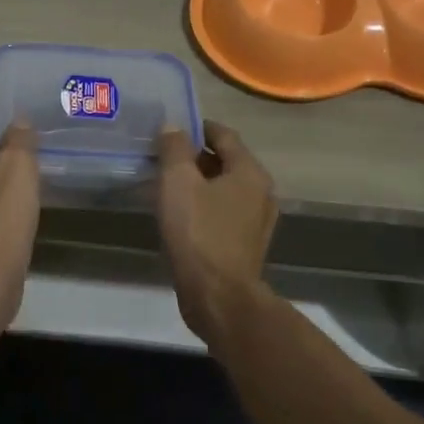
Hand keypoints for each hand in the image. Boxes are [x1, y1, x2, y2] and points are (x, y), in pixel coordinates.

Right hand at [156, 121, 277, 340]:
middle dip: (194, 156)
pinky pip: (222, 213)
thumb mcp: (178, 182)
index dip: (197, 127)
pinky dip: (202, 206)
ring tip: (166, 185)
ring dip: (197, 183)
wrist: (217, 297)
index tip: (171, 127)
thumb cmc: (199, 232)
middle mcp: (261, 192)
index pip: (224, 135)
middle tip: (162, 156)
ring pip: (223, 190)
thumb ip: (174, 149)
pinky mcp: (245, 246)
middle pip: (226, 162)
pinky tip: (179, 215)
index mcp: (250, 172)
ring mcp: (256, 222)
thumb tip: (173, 127)